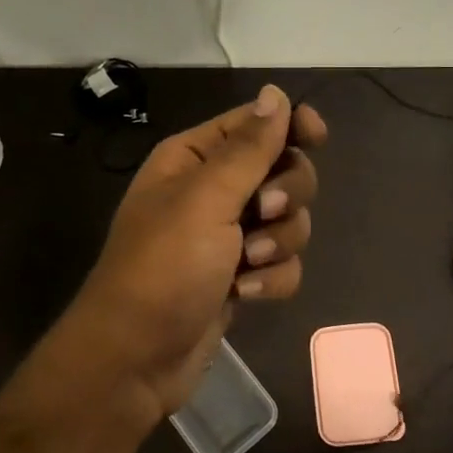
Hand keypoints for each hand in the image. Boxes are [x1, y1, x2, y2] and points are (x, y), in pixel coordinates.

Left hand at [62, 84, 327, 420]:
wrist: (136, 358)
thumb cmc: (164, 268)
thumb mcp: (205, 200)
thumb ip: (248, 148)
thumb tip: (276, 94)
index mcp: (195, 158)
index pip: (255, 123)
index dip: (290, 125)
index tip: (316, 135)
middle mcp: (214, 191)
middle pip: (284, 171)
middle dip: (285, 196)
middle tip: (265, 212)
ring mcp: (229, 236)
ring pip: (291, 221)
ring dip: (278, 243)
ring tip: (247, 264)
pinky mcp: (242, 276)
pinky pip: (283, 263)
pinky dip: (271, 279)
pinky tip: (245, 294)